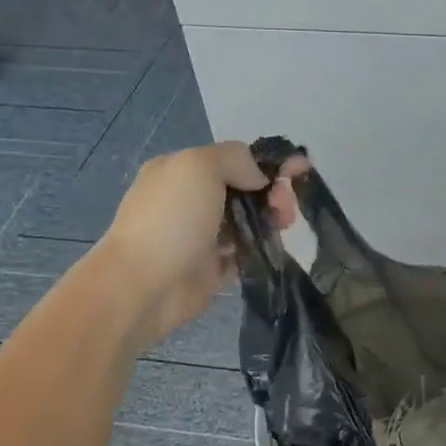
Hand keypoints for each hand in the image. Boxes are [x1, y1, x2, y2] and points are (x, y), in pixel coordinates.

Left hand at [93, 141, 302, 348]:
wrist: (143, 286)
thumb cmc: (171, 219)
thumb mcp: (200, 166)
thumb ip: (236, 159)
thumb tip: (259, 178)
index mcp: (182, 170)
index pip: (234, 159)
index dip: (269, 162)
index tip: (302, 169)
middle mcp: (190, 200)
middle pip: (245, 189)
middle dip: (273, 193)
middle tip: (286, 208)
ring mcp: (200, 235)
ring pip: (247, 221)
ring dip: (271, 220)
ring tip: (284, 227)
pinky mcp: (210, 268)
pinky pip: (244, 253)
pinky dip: (261, 248)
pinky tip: (273, 249)